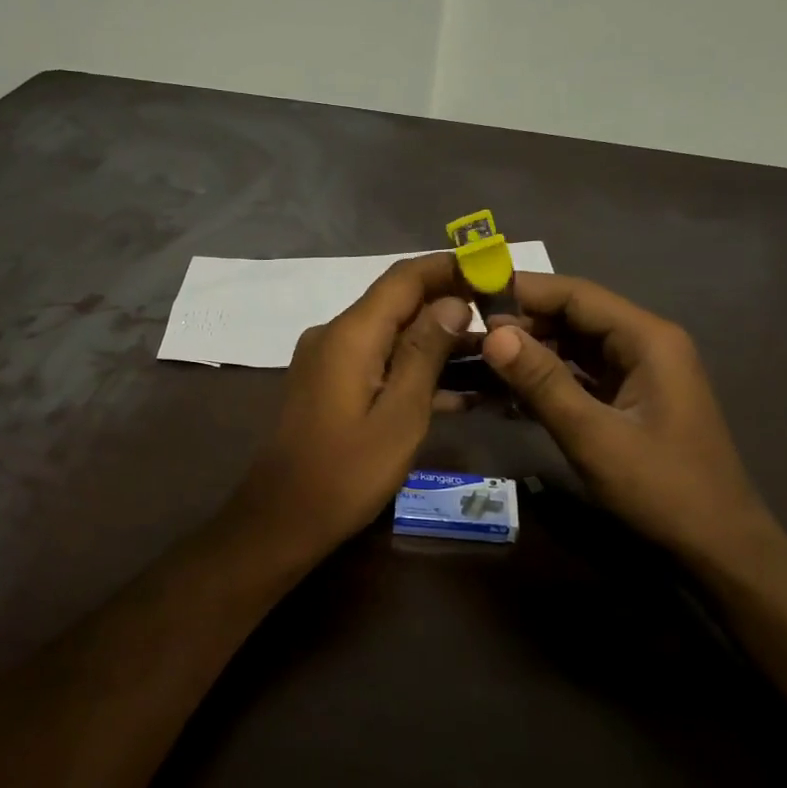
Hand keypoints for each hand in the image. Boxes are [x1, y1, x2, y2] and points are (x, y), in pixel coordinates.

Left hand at [227, 253, 470, 564]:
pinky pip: (378, 365)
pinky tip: (459, 393)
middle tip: (504, 321)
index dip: (450, 268)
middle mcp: (335, 335)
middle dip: (450, 307)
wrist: (283, 519)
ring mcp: (329, 361)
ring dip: (437, 345)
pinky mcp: (329, 386)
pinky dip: (413, 372)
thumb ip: (426, 353)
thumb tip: (453, 302)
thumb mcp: (400, 415)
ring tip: (492, 358)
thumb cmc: (346, 473)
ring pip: (392, 337)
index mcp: (350, 334)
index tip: (494, 271)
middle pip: (398, 304)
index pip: (404, 278)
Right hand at [480, 274, 775, 570]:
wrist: (718, 546)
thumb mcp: (594, 436)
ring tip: (475, 361)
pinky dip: (545, 381)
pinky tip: (504, 393)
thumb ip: (542, 382)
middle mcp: (645, 344)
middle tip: (464, 336)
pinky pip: (579, 377)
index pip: (576, 294)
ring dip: (529, 354)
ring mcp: (637, 374)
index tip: (470, 295)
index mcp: (647, 339)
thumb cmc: (661, 489)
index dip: (523, 291)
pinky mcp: (628, 401)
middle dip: (521, 324)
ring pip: (573, 347)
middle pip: (573, 317)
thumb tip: (493, 335)